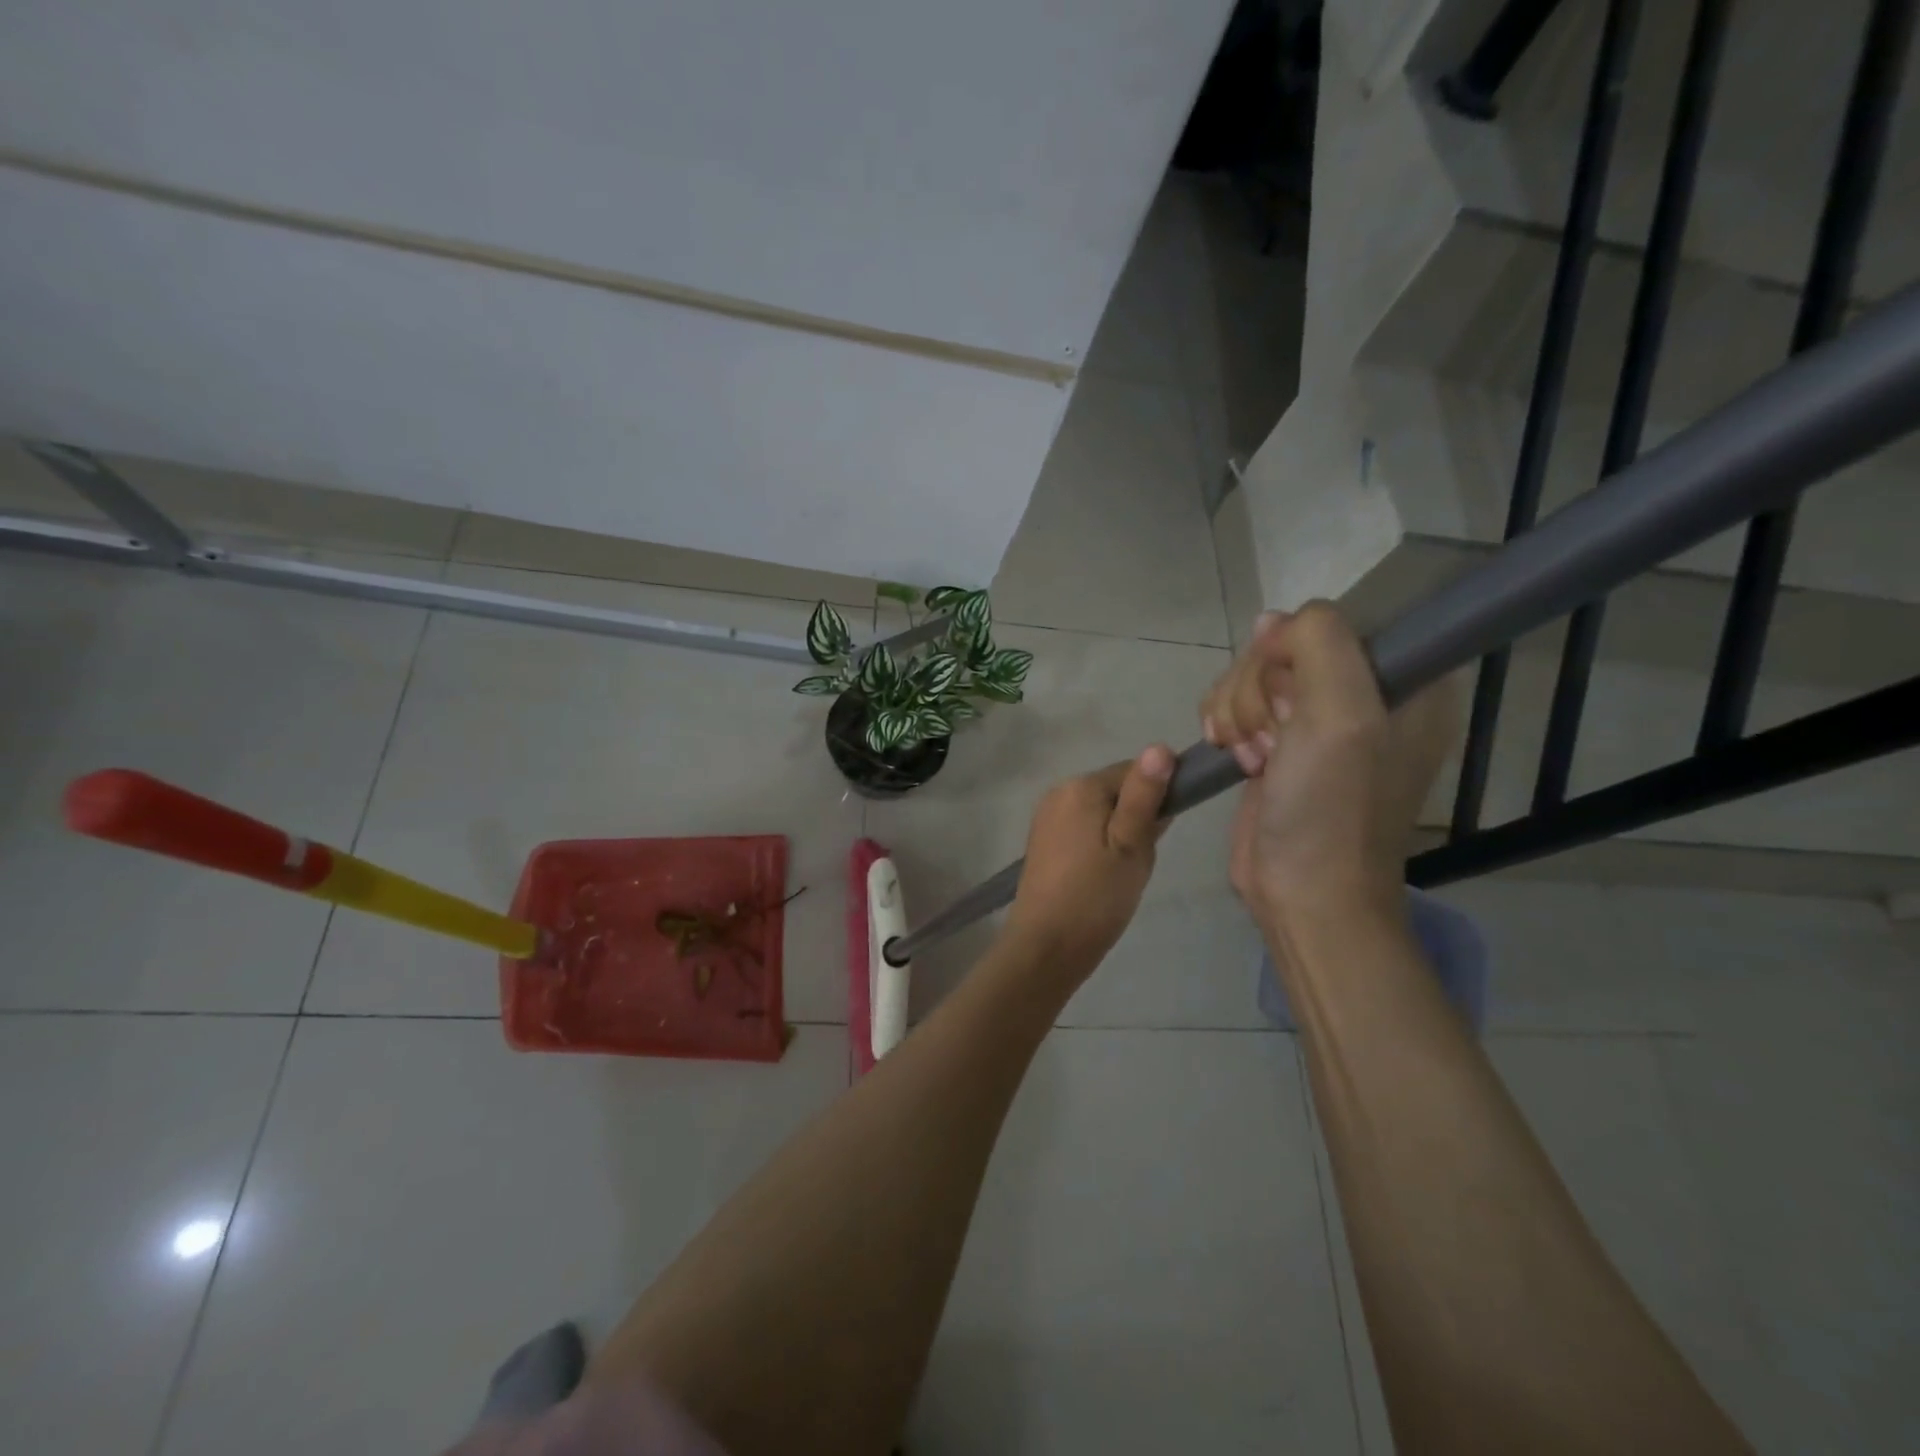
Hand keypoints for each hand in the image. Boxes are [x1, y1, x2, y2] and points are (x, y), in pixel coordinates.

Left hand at [1004, 746, 1175, 977]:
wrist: (1046, 945)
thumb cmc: (1096, 895)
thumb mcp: (1131, 845)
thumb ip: (1145, 795)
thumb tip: (1160, 746)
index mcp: (1081, 786)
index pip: (1135, 771)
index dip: (1157, 798)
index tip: (1162, 834)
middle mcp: (1059, 791)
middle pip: (1115, 790)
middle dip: (1136, 818)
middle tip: (1141, 859)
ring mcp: (1047, 816)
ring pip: (1100, 811)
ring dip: (1119, 833)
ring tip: (1122, 872)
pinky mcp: (1042, 841)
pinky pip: (1082, 828)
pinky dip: (1099, 844)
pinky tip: (1102, 876)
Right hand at [1199, 605, 1455, 932]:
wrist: (1303, 890)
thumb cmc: (1331, 806)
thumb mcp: (1340, 713)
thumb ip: (1318, 642)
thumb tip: (1272, 623)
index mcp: (1403, 680)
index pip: (1335, 621)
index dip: (1297, 649)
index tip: (1292, 692)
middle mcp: (1360, 693)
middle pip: (1283, 646)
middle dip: (1258, 689)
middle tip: (1272, 738)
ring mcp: (1313, 720)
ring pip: (1250, 674)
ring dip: (1236, 710)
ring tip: (1252, 757)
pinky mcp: (1274, 743)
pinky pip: (1234, 702)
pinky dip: (1223, 723)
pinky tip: (1230, 754)